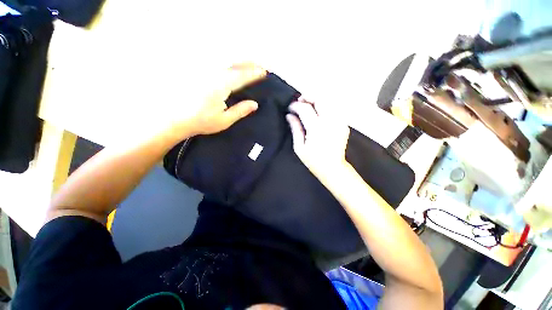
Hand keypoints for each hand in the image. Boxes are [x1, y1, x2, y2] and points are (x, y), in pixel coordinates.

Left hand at [168, 63, 265, 137]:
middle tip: (259, 66)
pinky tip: (229, 64)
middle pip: (234, 63)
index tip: (264, 72)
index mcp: (222, 85)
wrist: (174, 118)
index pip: (242, 76)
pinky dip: (225, 61)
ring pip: (224, 59)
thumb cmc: (201, 121)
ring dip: (238, 60)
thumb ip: (241, 111)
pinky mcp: (197, 71)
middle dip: (248, 63)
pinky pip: (214, 61)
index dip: (254, 74)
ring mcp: (204, 70)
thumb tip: (255, 104)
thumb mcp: (224, 120)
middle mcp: (213, 73)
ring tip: (248, 63)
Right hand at [286, 99, 350, 180]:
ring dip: (317, 100)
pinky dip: (324, 107)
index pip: (305, 108)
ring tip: (308, 106)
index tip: (290, 108)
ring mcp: (339, 122)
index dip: (295, 105)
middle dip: (308, 96)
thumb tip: (289, 115)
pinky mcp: (344, 124)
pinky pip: (333, 110)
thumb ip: (295, 128)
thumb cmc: (313, 161)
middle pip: (320, 99)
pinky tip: (318, 114)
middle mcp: (330, 121)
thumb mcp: (299, 147)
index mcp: (316, 128)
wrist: (333, 168)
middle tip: (300, 101)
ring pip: (328, 102)